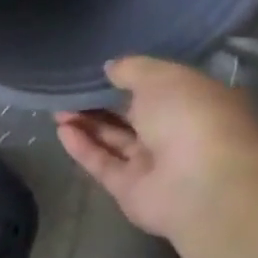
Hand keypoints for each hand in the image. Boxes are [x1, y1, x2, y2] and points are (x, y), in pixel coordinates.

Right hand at [54, 56, 257, 239]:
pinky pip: (103, 163)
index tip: (97, 71)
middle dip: (99, 103)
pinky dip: (83, 147)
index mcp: (195, 103)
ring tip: (56, 108)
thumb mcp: (162, 78)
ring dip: (86, 124)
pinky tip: (61, 130)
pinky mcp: (130, 189)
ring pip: (114, 140)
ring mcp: (153, 165)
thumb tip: (110, 68)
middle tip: (68, 91)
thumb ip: (132, 69)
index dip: (128, 80)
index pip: (159, 89)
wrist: (202, 184)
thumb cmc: (191, 118)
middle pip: (131, 116)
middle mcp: (177, 134)